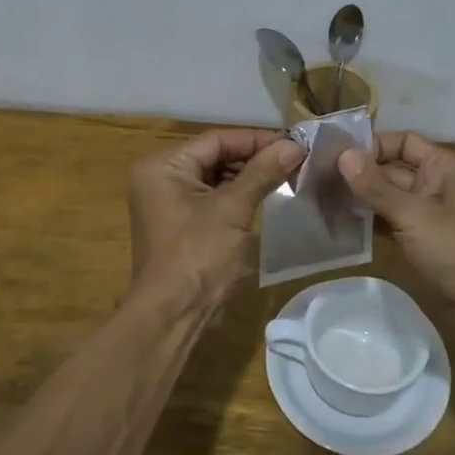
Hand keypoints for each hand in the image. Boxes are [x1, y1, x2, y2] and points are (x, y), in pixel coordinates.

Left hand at [129, 129, 303, 315]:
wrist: (172, 314)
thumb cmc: (198, 254)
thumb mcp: (232, 209)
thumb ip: (262, 173)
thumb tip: (294, 145)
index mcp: (163, 166)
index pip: (216, 140)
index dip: (256, 140)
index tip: (293, 144)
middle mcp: (160, 177)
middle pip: (214, 156)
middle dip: (254, 158)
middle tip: (294, 160)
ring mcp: (168, 202)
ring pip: (215, 178)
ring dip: (248, 177)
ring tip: (286, 176)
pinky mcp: (179, 224)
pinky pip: (211, 199)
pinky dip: (236, 196)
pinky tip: (265, 197)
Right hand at [338, 133, 454, 326]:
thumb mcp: (413, 214)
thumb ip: (376, 186)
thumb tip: (342, 155)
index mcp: (443, 167)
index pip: (403, 142)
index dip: (372, 145)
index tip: (337, 155)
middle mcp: (436, 184)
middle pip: (393, 170)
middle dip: (361, 174)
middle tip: (319, 179)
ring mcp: (429, 215)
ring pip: (390, 198)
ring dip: (362, 199)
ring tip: (323, 200)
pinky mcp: (423, 241)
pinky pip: (392, 222)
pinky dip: (371, 222)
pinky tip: (343, 224)